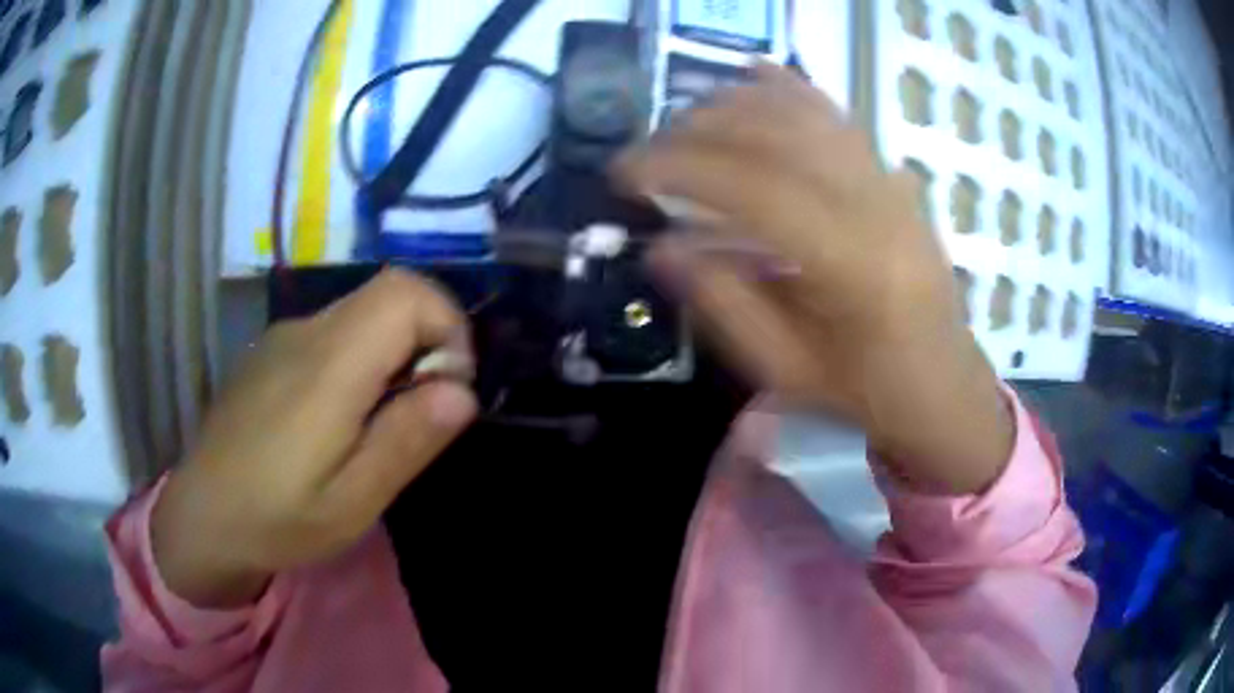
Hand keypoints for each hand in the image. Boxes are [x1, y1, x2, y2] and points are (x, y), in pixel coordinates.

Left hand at [151, 269, 477, 607]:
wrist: (200, 514)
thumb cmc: (276, 518)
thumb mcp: (352, 501)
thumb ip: (406, 440)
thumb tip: (462, 392)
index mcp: (329, 364)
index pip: (407, 293)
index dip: (448, 327)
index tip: (448, 389)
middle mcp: (307, 331)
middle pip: (390, 294)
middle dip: (426, 342)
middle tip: (417, 414)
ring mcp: (285, 336)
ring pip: (363, 312)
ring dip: (393, 354)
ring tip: (377, 426)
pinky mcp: (273, 350)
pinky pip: (335, 333)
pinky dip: (361, 359)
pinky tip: (339, 420)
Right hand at [618, 65, 1011, 494]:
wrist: (941, 381)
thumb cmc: (866, 389)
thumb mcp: (786, 370)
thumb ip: (723, 304)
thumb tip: (661, 247)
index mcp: (852, 264)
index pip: (753, 188)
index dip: (679, 168)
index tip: (624, 172)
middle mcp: (874, 204)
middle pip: (776, 136)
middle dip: (695, 131)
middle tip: (646, 151)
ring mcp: (888, 180)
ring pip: (803, 113)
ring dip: (732, 105)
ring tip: (682, 121)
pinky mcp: (890, 174)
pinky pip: (835, 114)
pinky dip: (788, 87)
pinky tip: (752, 74)